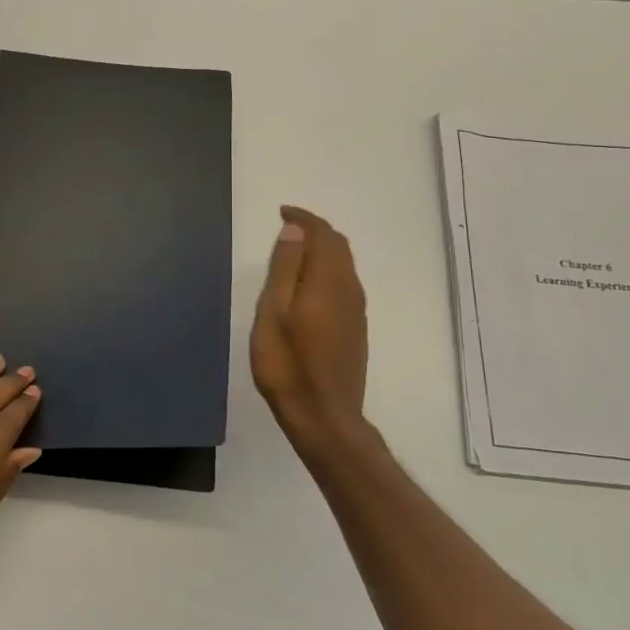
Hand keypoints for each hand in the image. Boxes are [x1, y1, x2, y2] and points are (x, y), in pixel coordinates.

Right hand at [250, 206, 371, 458]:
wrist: (324, 417)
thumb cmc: (287, 364)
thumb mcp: (273, 312)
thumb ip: (285, 268)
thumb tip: (295, 231)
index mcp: (328, 281)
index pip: (323, 234)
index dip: (303, 218)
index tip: (281, 213)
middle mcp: (349, 289)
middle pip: (338, 246)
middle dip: (314, 231)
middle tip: (285, 230)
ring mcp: (356, 311)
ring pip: (343, 265)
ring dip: (321, 251)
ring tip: (291, 255)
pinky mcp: (355, 329)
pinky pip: (344, 284)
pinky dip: (325, 271)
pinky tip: (306, 287)